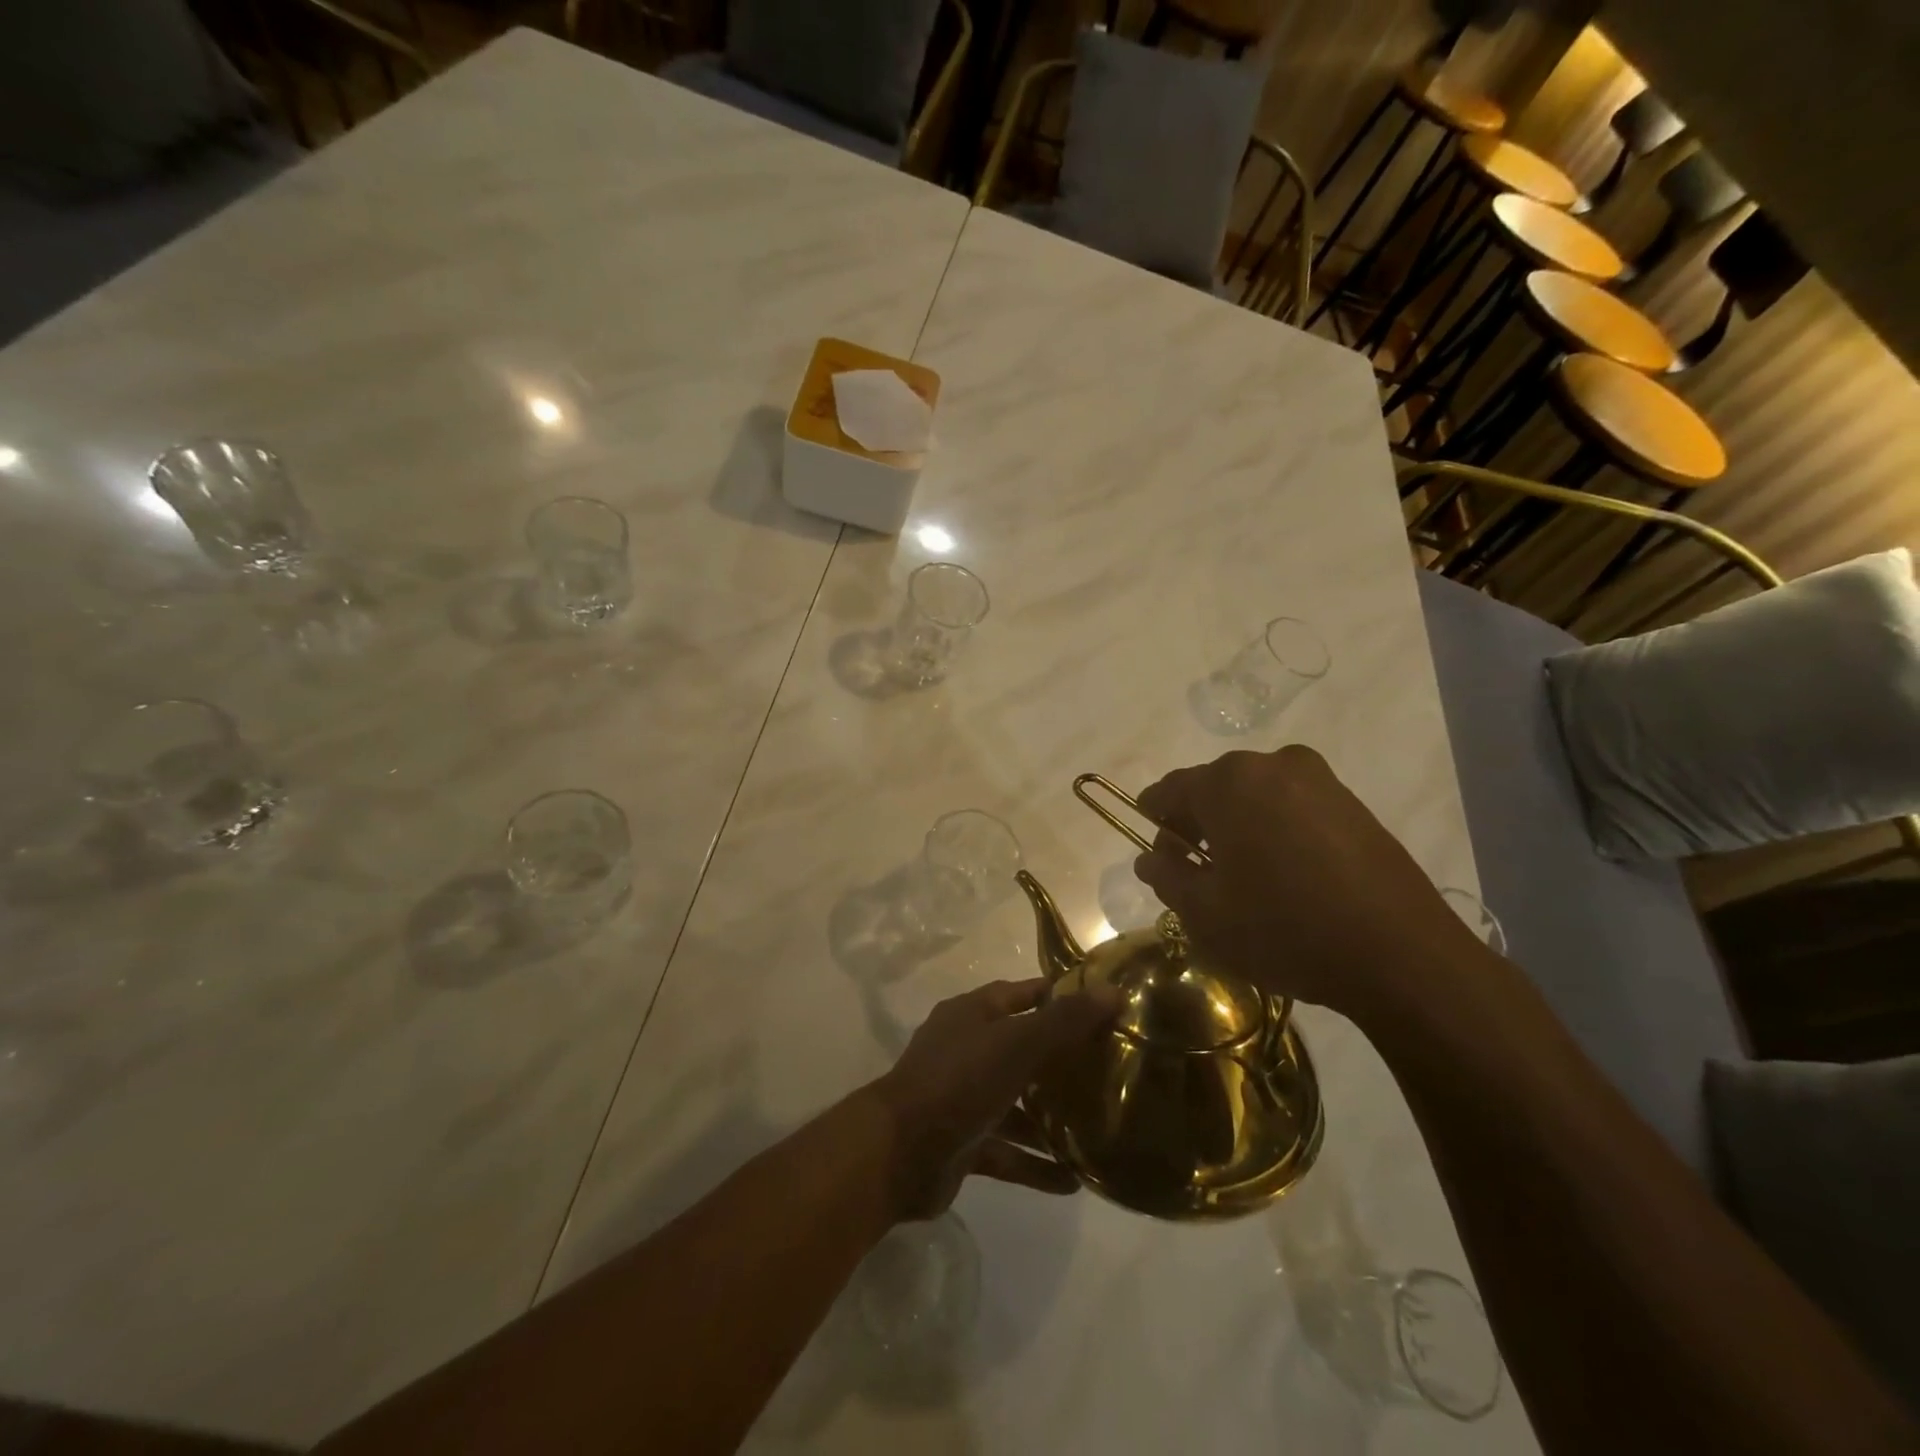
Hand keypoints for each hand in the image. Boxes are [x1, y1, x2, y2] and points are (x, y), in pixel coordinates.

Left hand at [871, 978, 1119, 1221]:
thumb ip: (1063, 1022)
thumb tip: (1113, 992)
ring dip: (1048, 1118)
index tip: (1099, 1005)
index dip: (1056, 996)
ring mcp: (962, 1098)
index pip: (1020, 994)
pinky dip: (1034, 1163)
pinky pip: (1006, 1151)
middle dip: (1059, 1060)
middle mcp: (966, 1050)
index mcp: (972, 1015)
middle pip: (1020, 1048)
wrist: (898, 1152)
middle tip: (1107, 1070)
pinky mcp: (962, 1143)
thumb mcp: (1016, 1044)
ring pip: (1015, 1103)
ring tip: (1097, 1129)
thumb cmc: (958, 1081)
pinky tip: (1073, 1181)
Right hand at [1132, 746, 1488, 1024]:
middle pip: (1214, 789)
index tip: (1153, 852)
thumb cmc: (1284, 929)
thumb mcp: (1204, 914)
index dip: (1154, 819)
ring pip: (1256, 798)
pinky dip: (1276, 832)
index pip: (1170, 789)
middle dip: (1197, 826)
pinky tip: (1285, 878)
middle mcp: (1273, 765)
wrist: (1402, 956)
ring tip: (1243, 880)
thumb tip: (1150, 859)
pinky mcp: (1354, 805)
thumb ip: (1167, 877)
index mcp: (1228, 782)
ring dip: (1238, 829)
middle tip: (1195, 874)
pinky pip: (1294, 809)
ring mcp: (1320, 782)